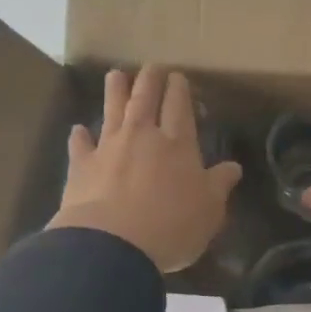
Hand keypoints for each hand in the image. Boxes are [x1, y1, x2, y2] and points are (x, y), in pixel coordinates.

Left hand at [47, 66, 242, 271]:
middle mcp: (143, 137)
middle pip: (145, 99)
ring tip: (116, 75)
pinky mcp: (82, 167)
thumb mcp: (209, 210)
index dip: (179, 90)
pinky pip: (80, 145)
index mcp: (178, 144)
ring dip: (115, 91)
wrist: (112, 245)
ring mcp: (109, 148)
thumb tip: (233, 167)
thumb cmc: (171, 226)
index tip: (178, 76)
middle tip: (152, 66)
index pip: (179, 107)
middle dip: (150, 80)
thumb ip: (219, 184)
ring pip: (112, 110)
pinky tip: (78, 129)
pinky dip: (80, 136)